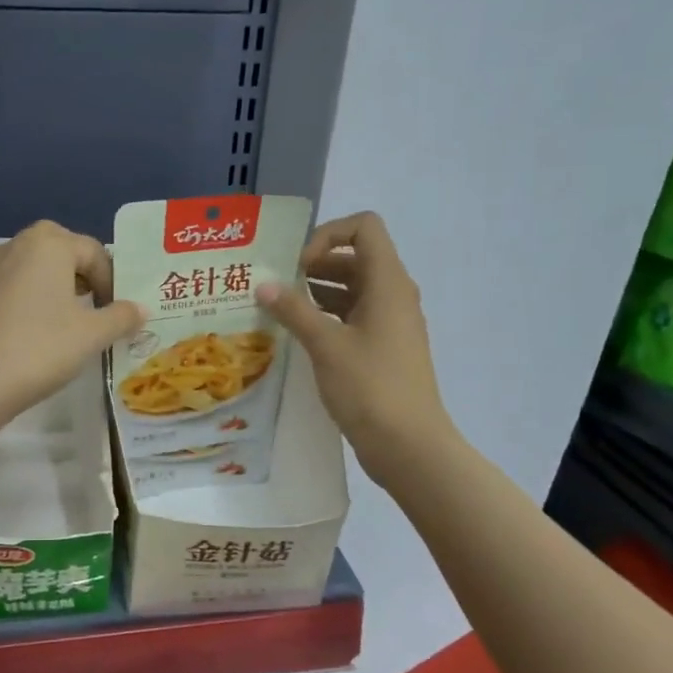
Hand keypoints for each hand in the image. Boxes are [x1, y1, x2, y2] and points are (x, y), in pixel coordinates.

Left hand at [0, 221, 144, 428]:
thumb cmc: (41, 348)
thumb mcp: (91, 334)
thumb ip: (121, 317)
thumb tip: (141, 309)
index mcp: (49, 243)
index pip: (95, 252)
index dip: (113, 281)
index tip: (119, 313)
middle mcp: (18, 244)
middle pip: (64, 252)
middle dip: (86, 278)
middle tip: (100, 309)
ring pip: (39, 268)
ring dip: (61, 289)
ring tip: (74, 322)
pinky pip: (18, 285)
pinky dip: (36, 299)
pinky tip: (42, 331)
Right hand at [258, 212, 454, 482]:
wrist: (409, 445)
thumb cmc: (370, 387)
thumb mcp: (326, 345)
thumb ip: (293, 309)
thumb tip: (264, 284)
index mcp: (388, 283)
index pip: (364, 227)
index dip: (328, 235)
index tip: (299, 266)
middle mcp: (394, 295)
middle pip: (355, 256)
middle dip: (316, 263)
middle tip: (279, 285)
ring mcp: (391, 322)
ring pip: (353, 288)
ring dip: (318, 290)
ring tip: (281, 308)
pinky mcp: (384, 348)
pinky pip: (354, 316)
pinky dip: (327, 315)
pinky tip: (299, 334)